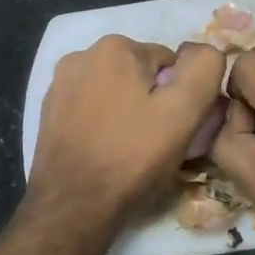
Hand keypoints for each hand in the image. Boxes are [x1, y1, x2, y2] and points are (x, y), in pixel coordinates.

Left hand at [29, 36, 225, 228]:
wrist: (73, 207)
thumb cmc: (131, 158)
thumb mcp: (183, 113)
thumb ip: (202, 70)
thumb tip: (205, 51)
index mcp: (114, 47)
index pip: (170, 63)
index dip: (181, 97)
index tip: (176, 128)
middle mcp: (82, 55)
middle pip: (140, 75)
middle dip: (153, 102)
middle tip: (156, 142)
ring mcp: (60, 84)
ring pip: (115, 92)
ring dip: (128, 113)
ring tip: (130, 151)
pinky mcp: (49, 112)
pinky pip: (91, 109)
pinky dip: (104, 124)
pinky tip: (106, 151)